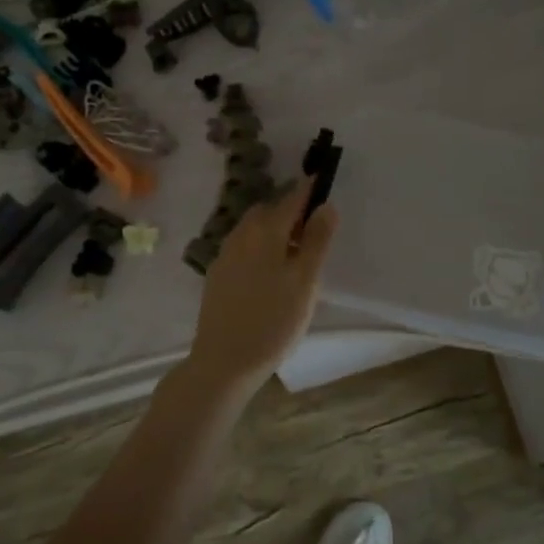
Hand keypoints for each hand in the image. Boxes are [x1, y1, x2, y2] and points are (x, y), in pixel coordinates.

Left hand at [183, 181, 337, 392]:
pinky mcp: (217, 275)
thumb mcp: (305, 282)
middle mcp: (241, 235)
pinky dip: (260, 247)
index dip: (309, 189)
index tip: (324, 181)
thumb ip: (317, 241)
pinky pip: (243, 247)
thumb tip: (326, 205)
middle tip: (314, 227)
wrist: (223, 362)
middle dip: (290, 210)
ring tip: (295, 251)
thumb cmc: (273, 321)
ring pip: (253, 228)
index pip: (292, 198)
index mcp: (265, 231)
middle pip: (269, 210)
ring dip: (274, 228)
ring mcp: (225, 255)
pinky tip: (269, 271)